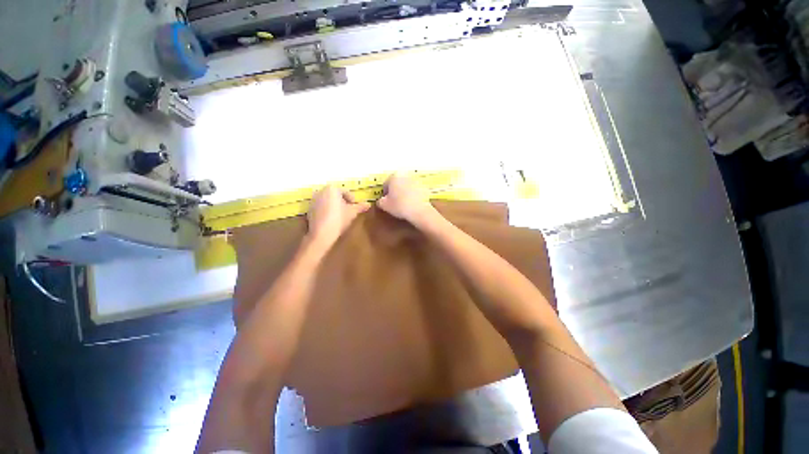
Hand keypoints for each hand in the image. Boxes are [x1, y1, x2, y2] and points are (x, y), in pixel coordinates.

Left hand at [307, 185, 369, 247]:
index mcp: (332, 189)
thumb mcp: (353, 212)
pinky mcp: (309, 210)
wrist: (322, 234)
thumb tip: (368, 204)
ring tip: (341, 216)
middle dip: (342, 202)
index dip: (352, 200)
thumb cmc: (339, 219)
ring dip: (334, 206)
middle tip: (349, 211)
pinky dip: (327, 211)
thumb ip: (360, 207)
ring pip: (328, 201)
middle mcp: (320, 191)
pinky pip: (321, 208)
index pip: (345, 192)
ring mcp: (313, 201)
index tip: (355, 207)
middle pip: (335, 196)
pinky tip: (332, 220)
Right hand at [377, 174, 435, 224]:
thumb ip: (380, 201)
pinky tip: (411, 203)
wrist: (419, 210)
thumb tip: (381, 201)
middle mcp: (405, 175)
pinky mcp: (424, 186)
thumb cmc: (399, 206)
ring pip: (406, 186)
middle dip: (395, 191)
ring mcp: (415, 180)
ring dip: (404, 192)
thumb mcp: (384, 205)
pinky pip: (414, 190)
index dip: (385, 193)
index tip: (387, 201)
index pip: (386, 184)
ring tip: (404, 203)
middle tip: (395, 202)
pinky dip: (412, 194)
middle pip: (397, 183)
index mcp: (394, 176)